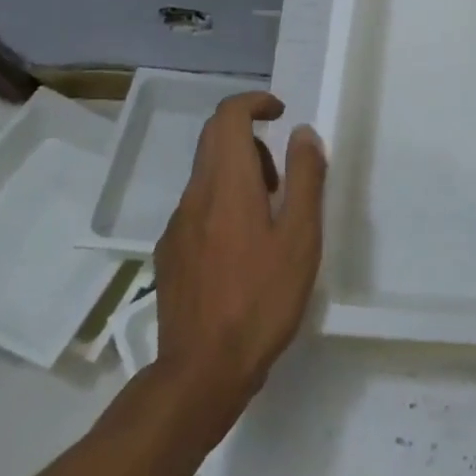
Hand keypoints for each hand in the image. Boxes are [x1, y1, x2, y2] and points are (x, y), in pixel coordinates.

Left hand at [153, 92, 325, 433]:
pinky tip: (242, 248)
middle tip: (282, 173)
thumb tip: (302, 133)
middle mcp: (196, 195)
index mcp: (228, 184)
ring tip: (270, 215)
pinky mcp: (170, 253)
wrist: (200, 374)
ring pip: (207, 173)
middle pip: (214, 138)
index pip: (229, 116)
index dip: (254, 102)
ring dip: (239, 172)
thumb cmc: (261, 300)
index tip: (280, 112)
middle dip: (250, 136)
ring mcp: (177, 225)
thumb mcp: (301, 238)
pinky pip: (198, 206)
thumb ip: (305, 178)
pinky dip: (223, 202)